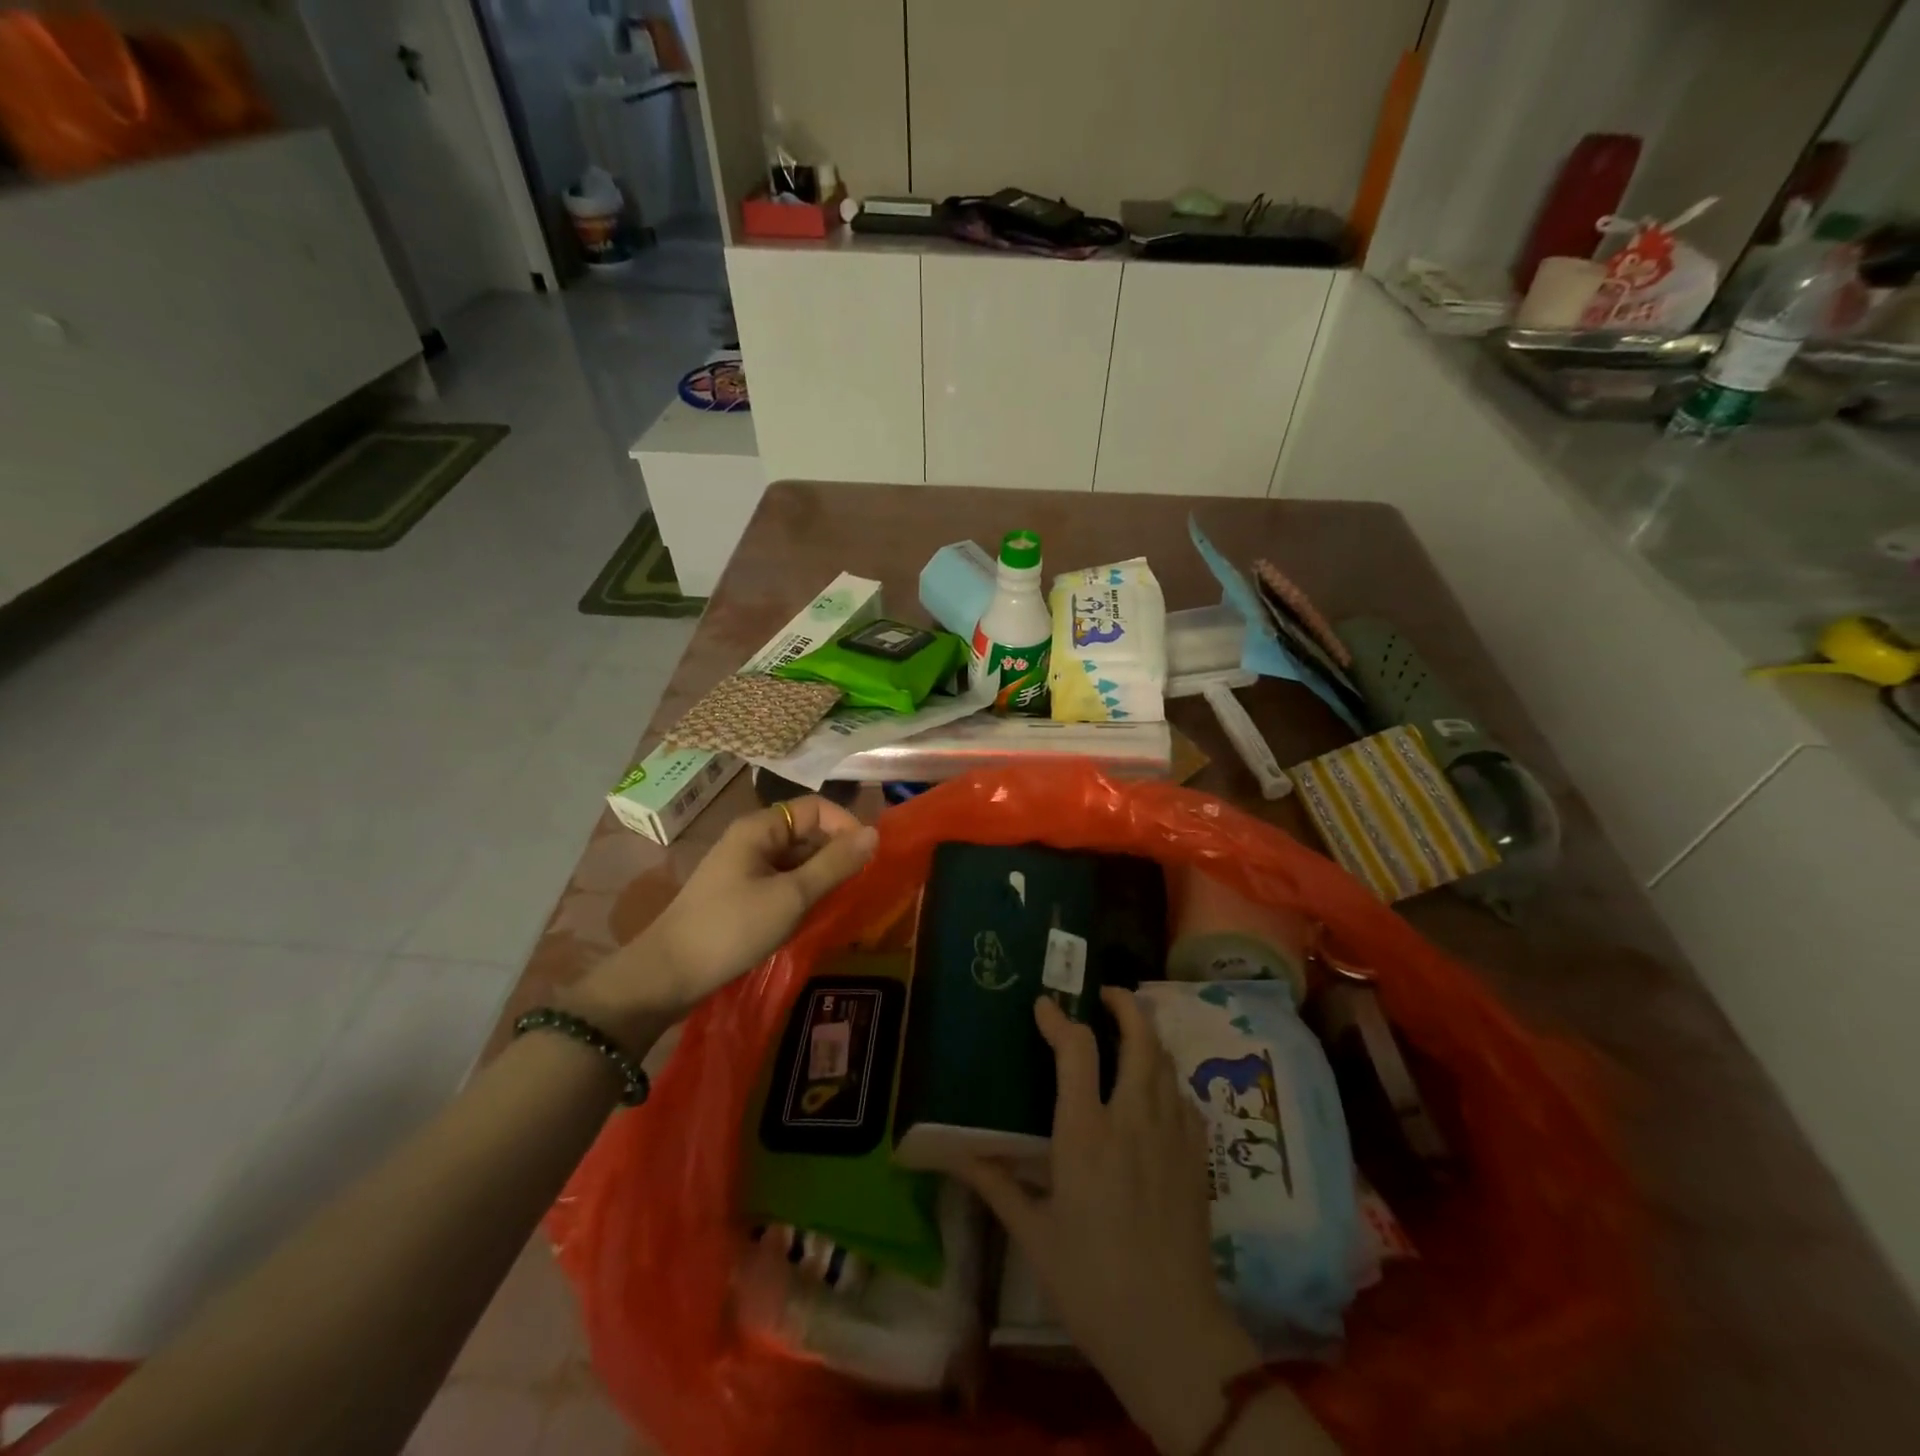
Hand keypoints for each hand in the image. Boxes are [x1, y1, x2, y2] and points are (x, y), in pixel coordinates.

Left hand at [578, 797, 877, 1031]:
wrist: (667, 975)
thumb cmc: (732, 929)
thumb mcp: (791, 897)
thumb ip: (834, 864)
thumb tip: (875, 834)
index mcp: (760, 828)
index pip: (816, 808)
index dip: (846, 824)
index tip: (868, 856)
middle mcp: (752, 839)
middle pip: (806, 830)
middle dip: (836, 851)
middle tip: (860, 882)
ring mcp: (744, 867)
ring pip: (796, 858)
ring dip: (821, 873)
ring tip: (842, 899)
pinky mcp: (741, 893)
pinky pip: (782, 879)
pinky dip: (803, 890)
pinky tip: (814, 913)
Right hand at [961, 990, 1260, 1455]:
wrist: (1171, 1333)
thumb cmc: (1090, 1282)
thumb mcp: (1033, 1234)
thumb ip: (996, 1183)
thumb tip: (955, 1152)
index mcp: (1086, 1133)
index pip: (1076, 1050)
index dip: (1058, 1019)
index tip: (1044, 1005)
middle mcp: (1133, 1120)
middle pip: (1139, 1038)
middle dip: (1124, 1005)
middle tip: (1104, 995)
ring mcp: (1172, 1136)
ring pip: (1166, 1062)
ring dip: (1147, 1035)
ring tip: (1128, 1031)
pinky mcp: (1196, 1158)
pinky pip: (1183, 1097)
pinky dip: (1167, 1077)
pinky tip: (1156, 1090)